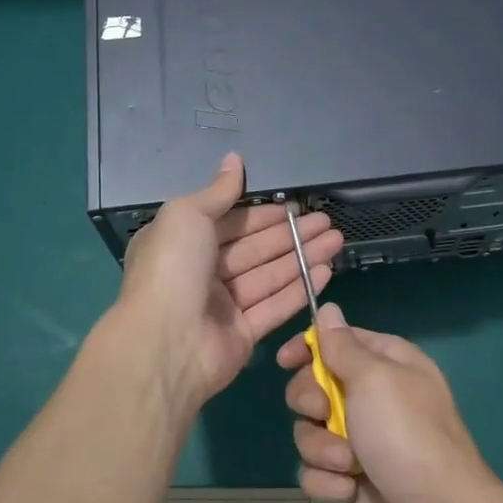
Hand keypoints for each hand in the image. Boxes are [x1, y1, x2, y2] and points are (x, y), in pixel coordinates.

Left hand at [115, 153, 341, 415]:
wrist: (165, 344)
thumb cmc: (172, 269)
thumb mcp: (187, 215)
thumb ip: (217, 191)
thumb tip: (234, 159)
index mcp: (183, 243)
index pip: (231, 223)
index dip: (263, 214)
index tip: (295, 206)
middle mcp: (201, 273)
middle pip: (255, 249)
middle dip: (291, 234)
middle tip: (327, 222)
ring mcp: (222, 306)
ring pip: (269, 276)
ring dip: (303, 258)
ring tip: (337, 241)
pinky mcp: (242, 335)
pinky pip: (275, 307)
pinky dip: (300, 289)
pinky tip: (326, 271)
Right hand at [278, 305, 502, 502]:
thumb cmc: (407, 436)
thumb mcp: (375, 378)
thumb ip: (342, 346)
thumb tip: (329, 309)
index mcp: (388, 364)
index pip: (339, 341)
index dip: (309, 347)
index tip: (286, 360)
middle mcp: (374, 398)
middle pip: (315, 385)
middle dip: (310, 402)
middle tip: (324, 414)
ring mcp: (362, 442)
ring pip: (310, 430)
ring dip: (321, 448)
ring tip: (348, 464)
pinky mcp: (351, 481)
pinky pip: (316, 469)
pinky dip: (326, 480)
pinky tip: (348, 490)